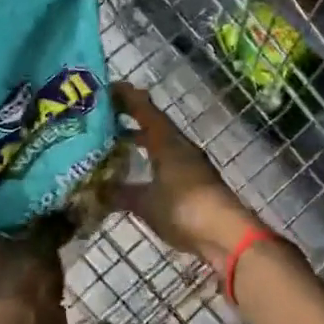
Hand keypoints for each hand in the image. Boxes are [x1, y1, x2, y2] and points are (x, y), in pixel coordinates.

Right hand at [112, 83, 256, 266]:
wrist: (225, 234)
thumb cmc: (183, 209)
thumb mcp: (145, 203)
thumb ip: (121, 193)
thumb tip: (97, 188)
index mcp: (167, 142)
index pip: (144, 110)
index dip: (126, 98)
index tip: (107, 90)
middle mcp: (180, 147)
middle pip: (154, 124)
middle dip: (130, 118)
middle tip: (104, 117)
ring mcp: (190, 164)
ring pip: (161, 144)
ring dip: (141, 140)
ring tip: (115, 144)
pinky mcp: (195, 183)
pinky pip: (167, 163)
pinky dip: (150, 161)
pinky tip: (137, 174)